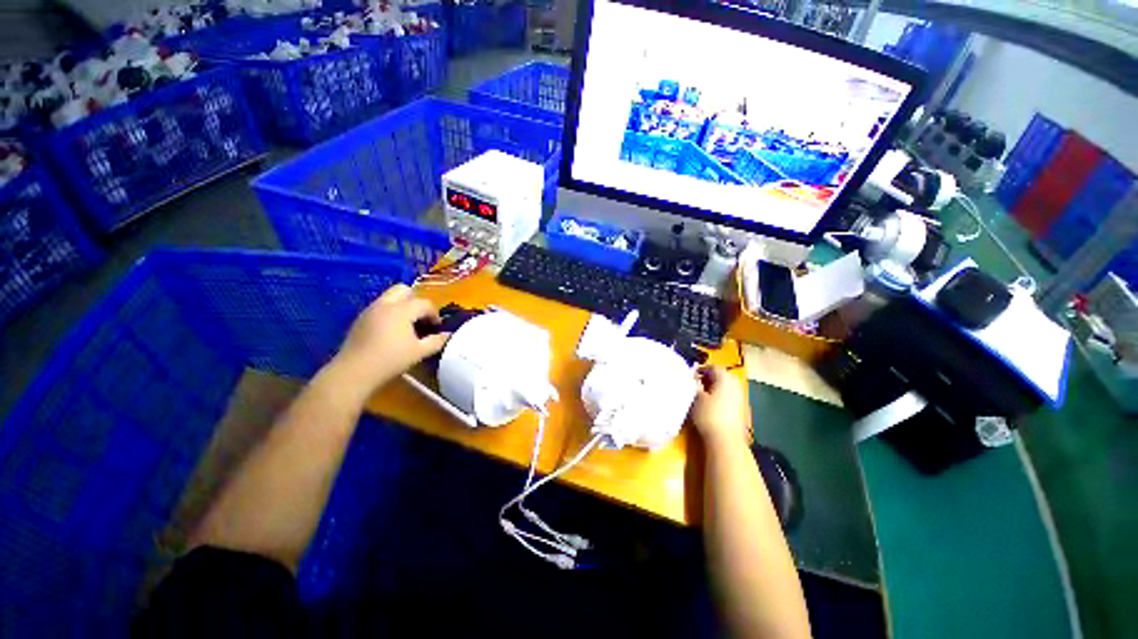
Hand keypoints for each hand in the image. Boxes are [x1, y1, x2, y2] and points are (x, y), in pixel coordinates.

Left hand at [333, 284, 449, 391]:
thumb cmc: (390, 360)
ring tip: (408, 326)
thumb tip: (449, 335)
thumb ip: (437, 341)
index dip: (434, 314)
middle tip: (421, 318)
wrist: (353, 372)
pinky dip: (390, 313)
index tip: (437, 327)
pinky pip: (380, 307)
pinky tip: (392, 332)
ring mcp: (370, 310)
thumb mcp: (419, 352)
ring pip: (390, 297)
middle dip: (416, 301)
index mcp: (401, 310)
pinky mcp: (360, 319)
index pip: (424, 303)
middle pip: (404, 290)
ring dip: (403, 306)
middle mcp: (385, 304)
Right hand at [690, 366, 750, 450]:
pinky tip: (711, 407)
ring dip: (714, 389)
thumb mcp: (696, 398)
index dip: (701, 370)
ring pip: (725, 387)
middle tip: (695, 385)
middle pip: (721, 376)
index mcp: (725, 378)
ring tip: (701, 396)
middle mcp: (736, 385)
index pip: (713, 367)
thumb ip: (694, 385)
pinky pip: (729, 398)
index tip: (691, 376)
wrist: (726, 441)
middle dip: (708, 379)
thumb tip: (692, 378)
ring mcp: (741, 398)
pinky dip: (720, 398)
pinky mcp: (742, 410)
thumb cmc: (709, 415)